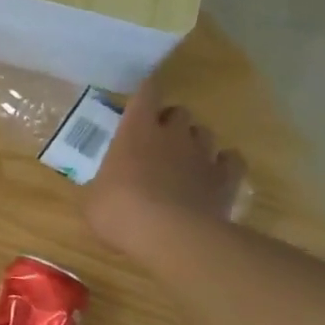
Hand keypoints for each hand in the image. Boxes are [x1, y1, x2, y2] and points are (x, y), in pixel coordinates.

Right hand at [84, 73, 245, 255]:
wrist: (170, 235)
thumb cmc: (119, 211)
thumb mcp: (93, 199)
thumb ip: (103, 185)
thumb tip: (105, 188)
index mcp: (135, 132)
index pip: (146, 95)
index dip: (147, 90)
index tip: (145, 90)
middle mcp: (172, 135)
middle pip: (180, 112)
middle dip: (170, 121)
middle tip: (158, 138)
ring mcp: (202, 155)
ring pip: (205, 133)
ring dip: (194, 140)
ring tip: (184, 157)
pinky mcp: (225, 179)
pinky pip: (231, 160)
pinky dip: (223, 163)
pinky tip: (213, 174)